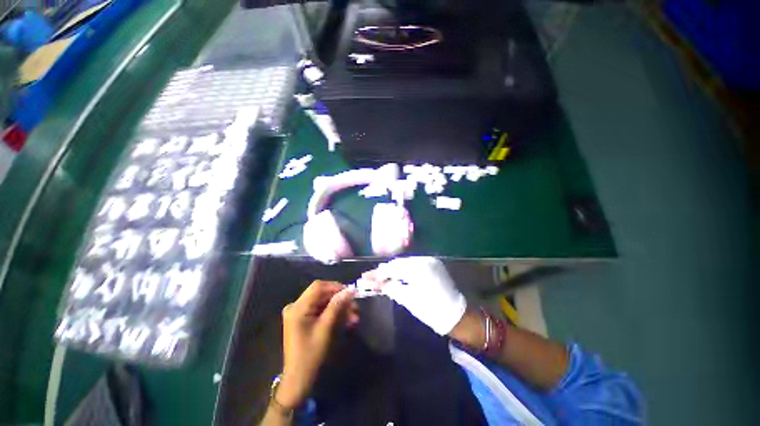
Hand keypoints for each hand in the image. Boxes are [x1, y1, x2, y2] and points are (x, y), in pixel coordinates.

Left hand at [277, 281, 358, 408]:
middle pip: (321, 294)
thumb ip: (337, 306)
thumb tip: (350, 290)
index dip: (336, 287)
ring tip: (353, 317)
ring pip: (323, 302)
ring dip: (339, 307)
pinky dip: (333, 313)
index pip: (318, 287)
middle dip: (339, 299)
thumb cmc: (311, 355)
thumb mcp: (326, 329)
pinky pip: (320, 310)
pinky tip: (345, 321)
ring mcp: (298, 313)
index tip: (351, 293)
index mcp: (298, 307)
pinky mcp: (302, 319)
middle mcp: (296, 306)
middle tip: (355, 308)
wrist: (299, 380)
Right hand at [366, 257, 465, 334]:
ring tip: (381, 276)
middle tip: (371, 277)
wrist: (458, 315)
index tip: (366, 277)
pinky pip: (413, 264)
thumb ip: (392, 288)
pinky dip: (403, 269)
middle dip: (384, 270)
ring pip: (405, 262)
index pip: (393, 268)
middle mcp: (424, 259)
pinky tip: (396, 274)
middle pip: (398, 263)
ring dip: (393, 269)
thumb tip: (379, 284)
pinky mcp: (433, 264)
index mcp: (419, 268)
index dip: (378, 273)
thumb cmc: (433, 311)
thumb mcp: (409, 300)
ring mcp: (430, 260)